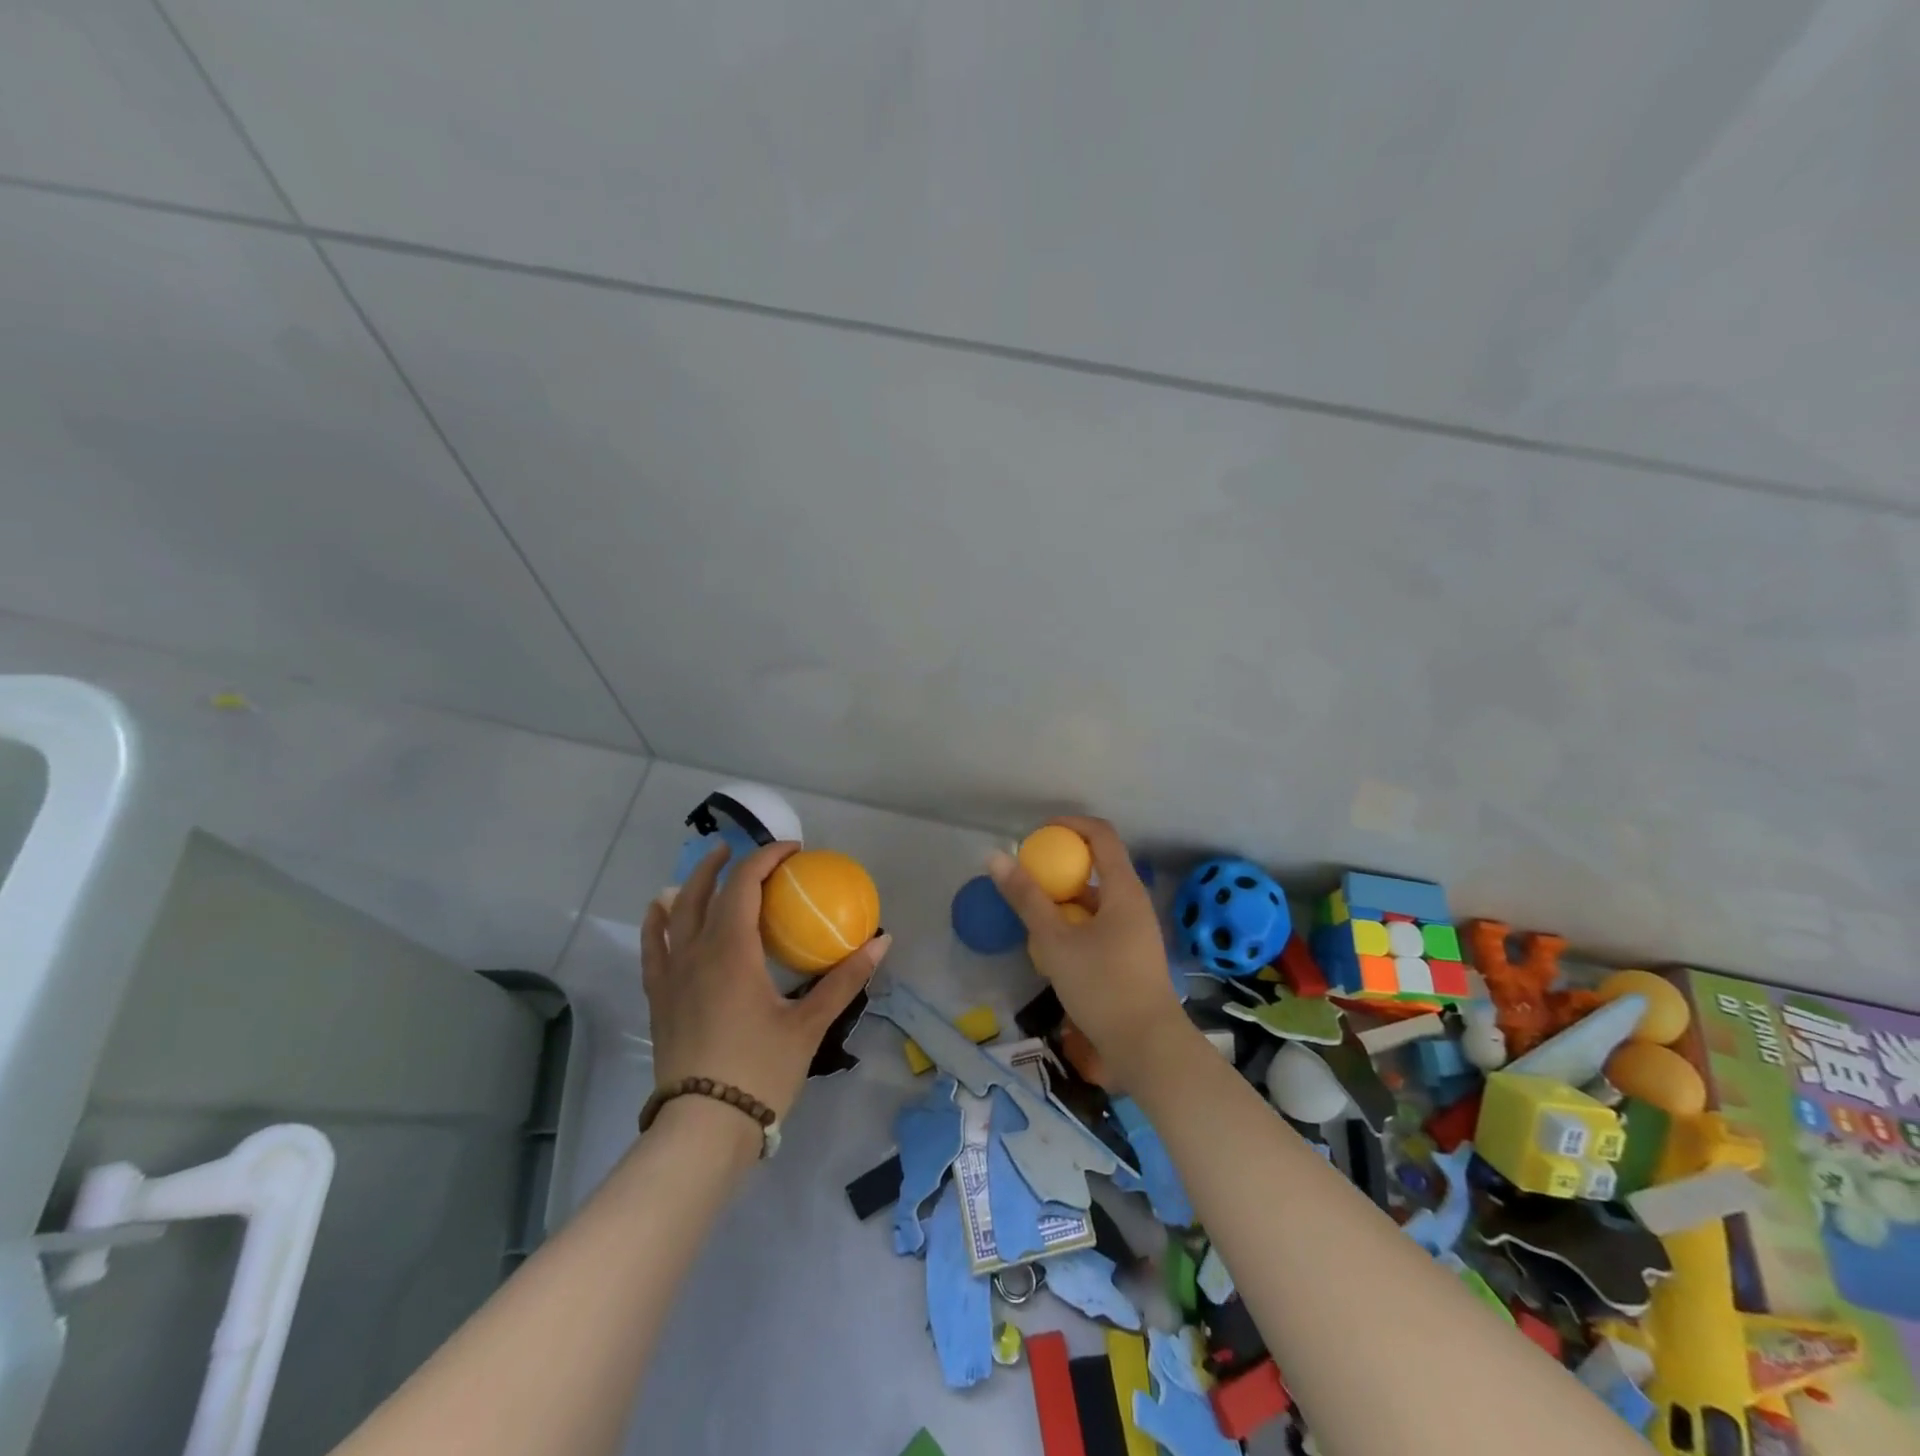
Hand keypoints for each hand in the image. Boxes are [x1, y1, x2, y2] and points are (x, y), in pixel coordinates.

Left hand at [643, 841, 889, 1123]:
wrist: (703, 1128)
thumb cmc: (760, 1071)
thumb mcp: (809, 1025)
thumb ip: (844, 979)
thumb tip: (882, 942)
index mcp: (732, 950)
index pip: (745, 885)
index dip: (767, 859)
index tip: (793, 851)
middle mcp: (696, 952)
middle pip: (706, 890)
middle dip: (727, 863)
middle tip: (751, 852)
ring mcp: (672, 975)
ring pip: (675, 913)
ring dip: (694, 883)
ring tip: (710, 869)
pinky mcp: (659, 998)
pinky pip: (652, 946)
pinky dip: (657, 921)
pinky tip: (659, 910)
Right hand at [988, 816, 1185, 1084]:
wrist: (1148, 1048)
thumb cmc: (1102, 986)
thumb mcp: (1055, 941)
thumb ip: (1026, 898)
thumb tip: (995, 857)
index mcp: (1123, 889)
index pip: (1101, 835)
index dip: (1069, 824)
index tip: (1037, 832)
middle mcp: (1134, 902)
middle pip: (1098, 865)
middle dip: (1061, 864)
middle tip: (1027, 874)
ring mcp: (1135, 930)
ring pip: (1097, 898)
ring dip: (1065, 897)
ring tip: (1032, 911)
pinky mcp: (1131, 955)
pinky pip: (1100, 923)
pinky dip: (1075, 922)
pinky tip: (1051, 945)